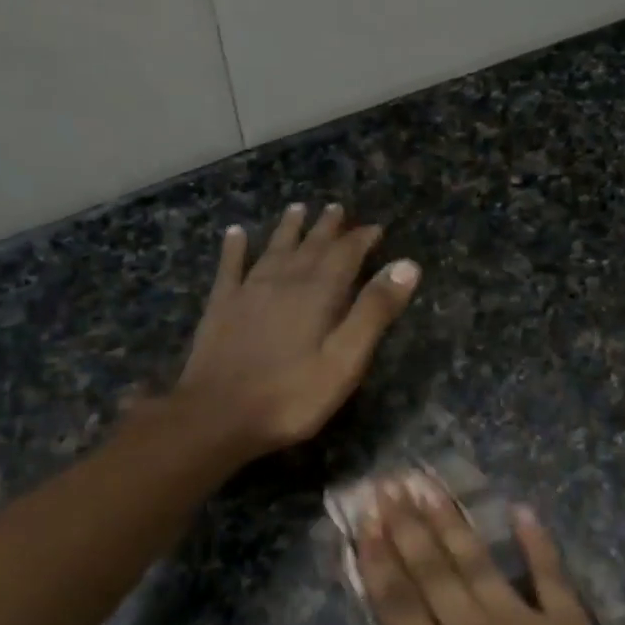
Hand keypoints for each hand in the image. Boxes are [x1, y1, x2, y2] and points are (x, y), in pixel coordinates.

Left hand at [175, 203, 418, 456]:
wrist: (218, 415)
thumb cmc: (292, 396)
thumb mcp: (345, 361)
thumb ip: (374, 312)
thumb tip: (406, 265)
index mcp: (318, 294)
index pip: (346, 255)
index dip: (362, 239)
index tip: (376, 228)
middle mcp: (283, 281)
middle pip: (310, 246)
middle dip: (327, 228)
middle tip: (337, 208)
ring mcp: (248, 291)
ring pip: (273, 249)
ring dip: (288, 228)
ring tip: (298, 208)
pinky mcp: (221, 306)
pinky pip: (230, 266)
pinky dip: (235, 247)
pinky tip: (236, 232)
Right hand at [345, 480, 624, 624]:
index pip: (398, 608)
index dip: (378, 562)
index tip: (364, 524)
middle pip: (432, 572)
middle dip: (406, 527)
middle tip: (386, 486)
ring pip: (477, 562)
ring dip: (451, 522)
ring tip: (428, 486)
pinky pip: (549, 573)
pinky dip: (536, 541)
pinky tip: (522, 510)